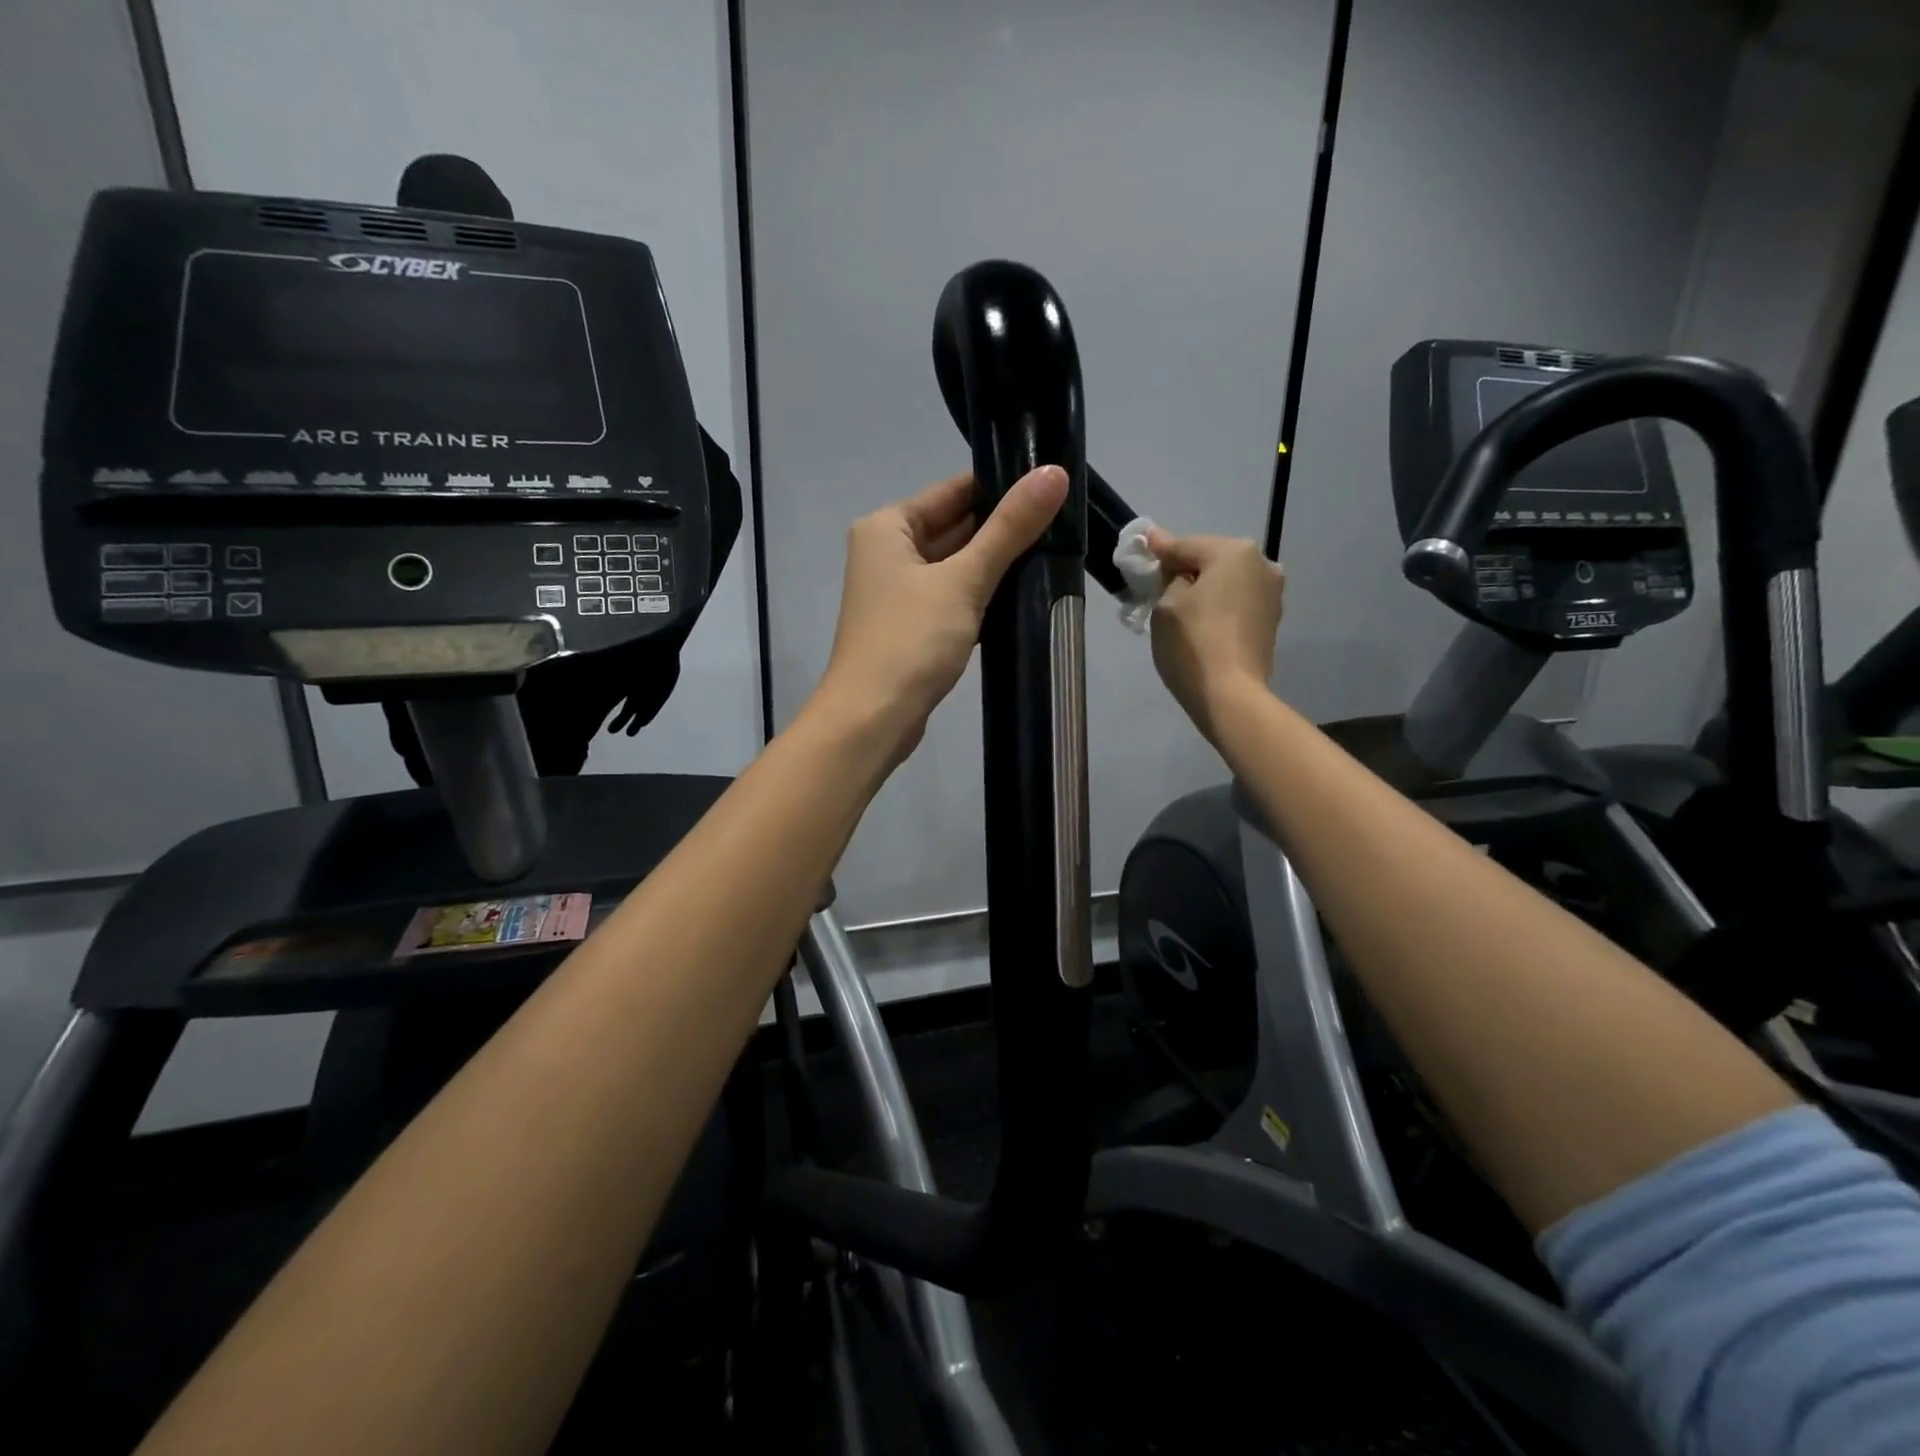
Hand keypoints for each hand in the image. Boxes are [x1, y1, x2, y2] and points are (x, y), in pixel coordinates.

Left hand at [814, 465, 1069, 763]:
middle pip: (954, 527)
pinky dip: (980, 596)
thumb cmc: (910, 641)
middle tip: (1062, 523)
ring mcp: (897, 593)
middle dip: (1002, 529)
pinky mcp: (910, 627)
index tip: (1051, 486)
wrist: (872, 720)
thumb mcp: (963, 579)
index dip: (1001, 487)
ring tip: (1053, 554)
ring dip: (994, 565)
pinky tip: (1020, 596)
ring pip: (954, 566)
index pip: (952, 491)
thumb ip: (1009, 528)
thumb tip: (1053, 472)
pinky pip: (951, 598)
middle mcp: (886, 553)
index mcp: (886, 527)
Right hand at [1146, 531, 1285, 742]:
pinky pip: (1236, 601)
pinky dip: (1218, 604)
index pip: (1186, 545)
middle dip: (1186, 568)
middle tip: (1158, 582)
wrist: (1230, 695)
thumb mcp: (1167, 604)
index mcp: (1234, 552)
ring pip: (1227, 581)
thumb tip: (1173, 565)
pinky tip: (1201, 619)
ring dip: (1204, 587)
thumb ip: (1169, 575)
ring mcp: (1271, 593)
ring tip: (1179, 604)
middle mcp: (1262, 564)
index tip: (1144, 544)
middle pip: (1211, 560)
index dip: (1160, 549)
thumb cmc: (1193, 643)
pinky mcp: (1270, 620)